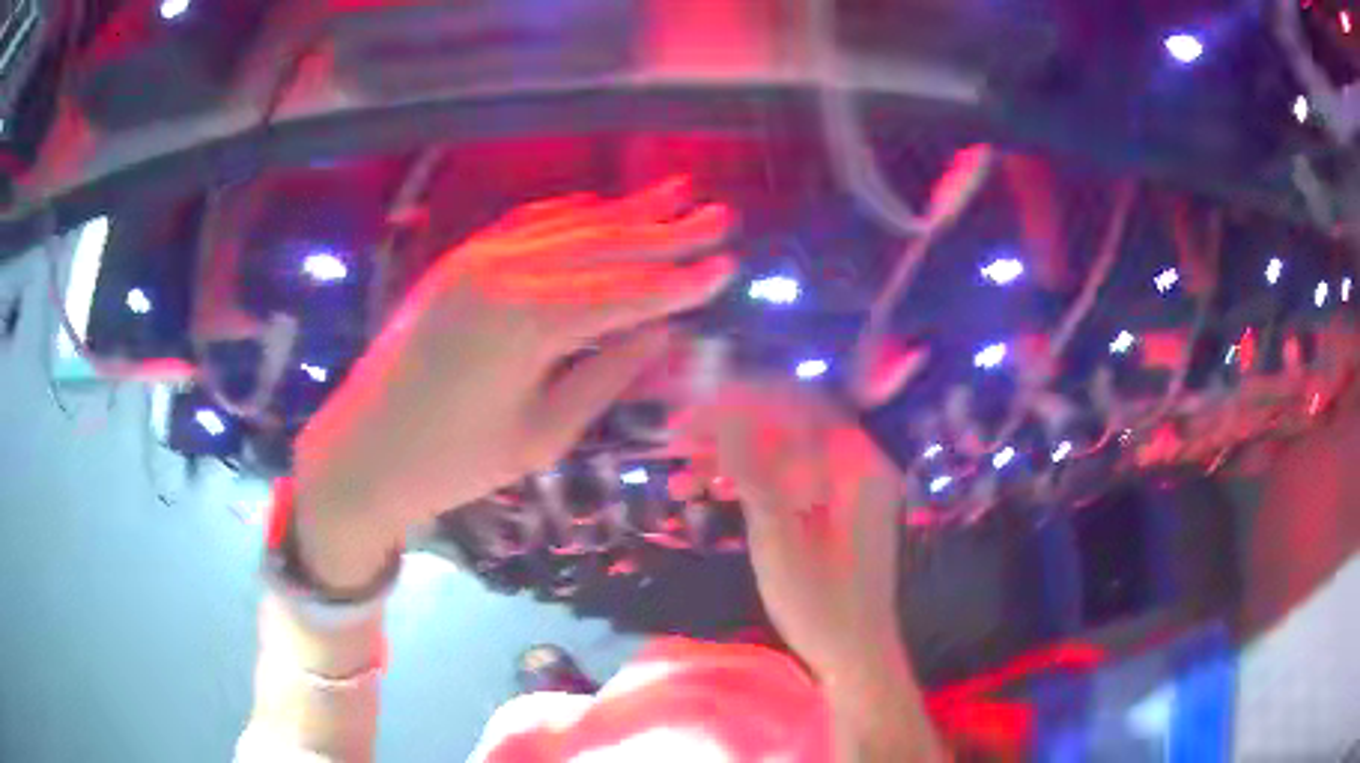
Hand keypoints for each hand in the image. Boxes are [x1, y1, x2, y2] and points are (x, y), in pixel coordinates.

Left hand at [294, 178, 735, 587]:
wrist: (363, 452)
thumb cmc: (452, 463)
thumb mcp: (540, 437)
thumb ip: (604, 377)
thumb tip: (662, 334)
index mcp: (527, 325)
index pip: (625, 292)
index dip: (680, 281)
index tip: (728, 265)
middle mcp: (504, 274)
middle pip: (602, 246)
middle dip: (666, 232)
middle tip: (719, 215)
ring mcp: (476, 260)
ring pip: (567, 226)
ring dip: (624, 212)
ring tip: (674, 193)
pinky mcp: (458, 261)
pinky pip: (526, 225)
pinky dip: (570, 215)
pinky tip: (601, 208)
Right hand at [681, 381, 905, 682]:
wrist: (853, 652)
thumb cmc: (821, 603)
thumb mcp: (780, 537)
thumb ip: (756, 472)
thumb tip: (726, 413)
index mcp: (856, 464)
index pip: (795, 407)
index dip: (741, 402)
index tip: (692, 411)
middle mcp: (857, 462)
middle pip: (787, 424)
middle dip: (730, 427)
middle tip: (679, 439)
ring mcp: (847, 485)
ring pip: (783, 450)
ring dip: (734, 456)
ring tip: (683, 475)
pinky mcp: (832, 506)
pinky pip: (789, 476)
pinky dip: (752, 479)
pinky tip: (713, 490)